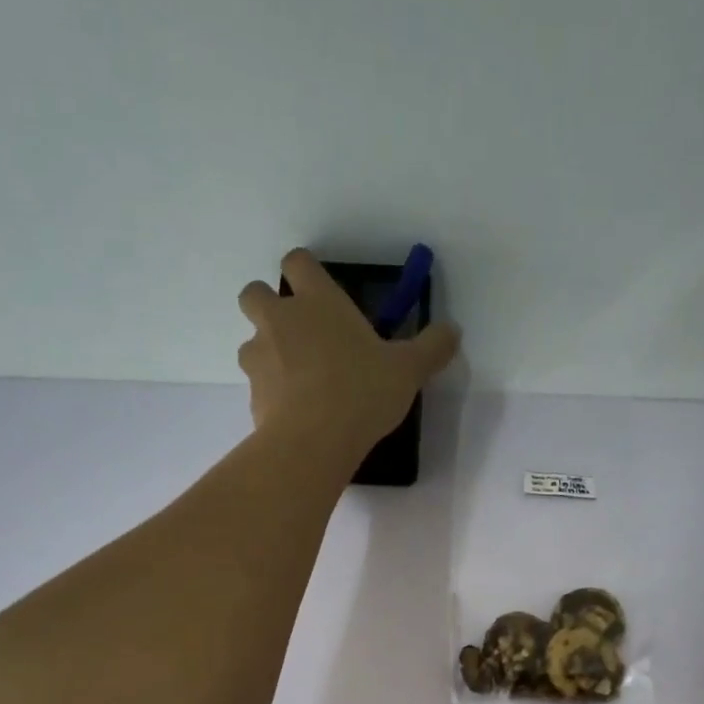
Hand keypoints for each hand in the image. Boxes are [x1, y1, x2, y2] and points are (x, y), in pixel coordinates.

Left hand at [237, 248, 460, 448]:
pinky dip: (271, 396)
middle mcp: (280, 321)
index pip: (297, 262)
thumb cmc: (362, 391)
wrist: (315, 441)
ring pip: (250, 344)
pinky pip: (257, 388)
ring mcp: (259, 358)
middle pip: (254, 293)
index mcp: (317, 301)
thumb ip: (430, 348)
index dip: (305, 271)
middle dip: (267, 306)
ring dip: (266, 354)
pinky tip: (295, 416)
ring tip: (296, 381)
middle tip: (296, 333)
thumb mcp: (407, 370)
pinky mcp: (252, 397)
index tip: (318, 290)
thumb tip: (453, 331)